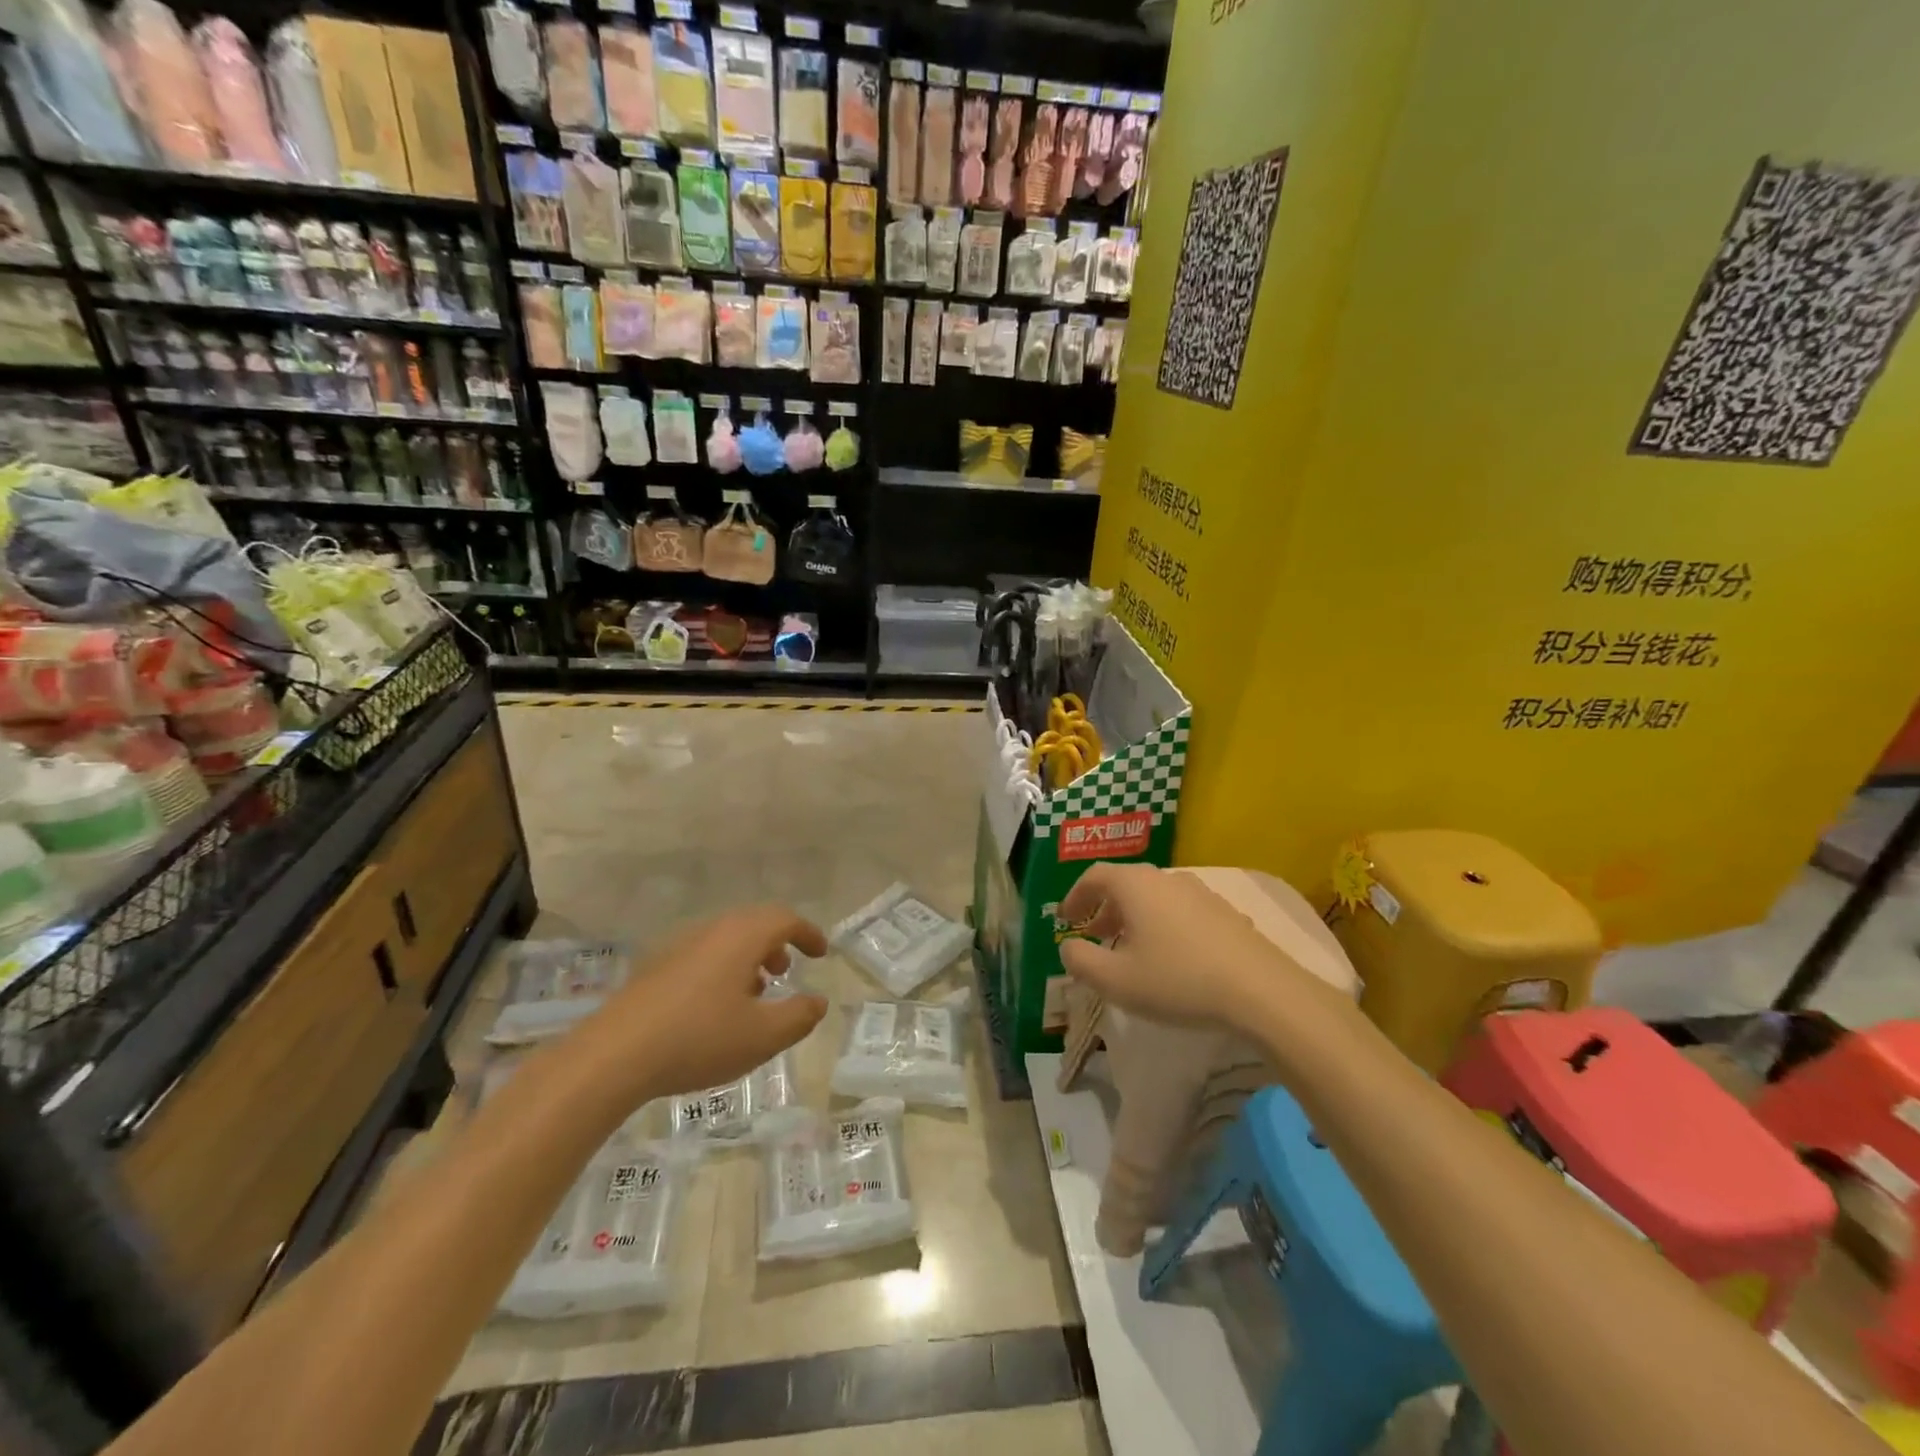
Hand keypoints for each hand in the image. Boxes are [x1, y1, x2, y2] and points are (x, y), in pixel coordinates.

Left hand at [588, 904, 829, 1100]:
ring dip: (748, 959)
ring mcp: (678, 947)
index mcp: (741, 937)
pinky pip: (702, 956)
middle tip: (787, 972)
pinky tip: (715, 1010)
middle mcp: (711, 931)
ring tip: (754, 995)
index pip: (784, 919)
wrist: (612, 1056)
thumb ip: (799, 1016)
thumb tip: (817, 1001)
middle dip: (777, 945)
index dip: (807, 933)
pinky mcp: (655, 969)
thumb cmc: (698, 1039)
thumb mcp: (763, 1036)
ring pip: (726, 940)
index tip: (821, 953)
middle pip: (753, 924)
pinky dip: (722, 970)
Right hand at [1059, 863, 1340, 1033]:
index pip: (1094, 876)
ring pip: (1155, 897)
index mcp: (1135, 885)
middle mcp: (1166, 878)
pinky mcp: (1226, 912)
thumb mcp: (1116, 980)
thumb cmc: (1178, 980)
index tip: (1065, 918)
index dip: (1074, 896)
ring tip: (1132, 948)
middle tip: (1094, 935)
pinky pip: (1181, 911)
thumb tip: (1069, 947)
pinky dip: (1164, 925)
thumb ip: (1081, 961)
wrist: (1261, 991)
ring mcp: (1200, 893)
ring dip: (1135, 917)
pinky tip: (1172, 957)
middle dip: (1104, 908)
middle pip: (1125, 884)